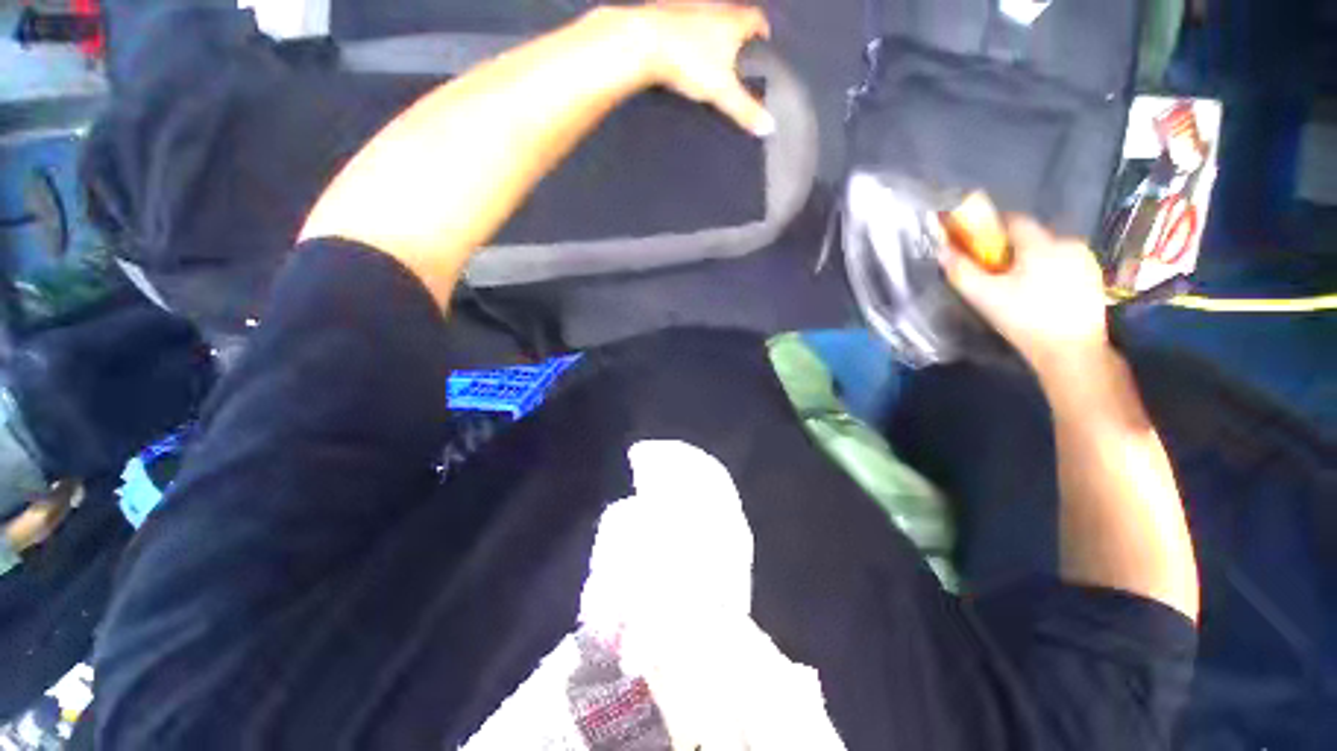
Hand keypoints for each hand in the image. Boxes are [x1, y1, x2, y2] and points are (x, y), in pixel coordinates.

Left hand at [630, 2, 774, 135]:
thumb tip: (769, 127)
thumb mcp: (722, 92)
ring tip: (712, 48)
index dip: (761, 29)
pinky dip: (687, 30)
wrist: (646, 42)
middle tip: (738, 48)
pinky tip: (682, 45)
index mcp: (732, 22)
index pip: (755, 19)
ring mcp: (688, 7)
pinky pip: (682, 19)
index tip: (763, 39)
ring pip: (707, 14)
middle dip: (737, 29)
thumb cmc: (689, 62)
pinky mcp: (666, 13)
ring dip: (711, 27)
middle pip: (732, 14)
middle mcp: (713, 7)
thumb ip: (745, 109)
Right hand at [939, 213, 1109, 376]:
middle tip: (994, 276)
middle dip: (1011, 251)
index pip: (1014, 221)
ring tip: (1019, 289)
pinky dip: (1050, 273)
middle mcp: (1068, 243)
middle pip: (1031, 238)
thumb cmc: (1024, 319)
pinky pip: (1065, 265)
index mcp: (1041, 243)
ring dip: (1032, 263)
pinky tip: (1041, 297)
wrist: (1072, 352)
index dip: (992, 229)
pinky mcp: (1096, 278)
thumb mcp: (984, 296)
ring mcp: (1086, 260)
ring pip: (1049, 252)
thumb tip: (942, 251)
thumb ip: (961, 270)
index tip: (977, 246)